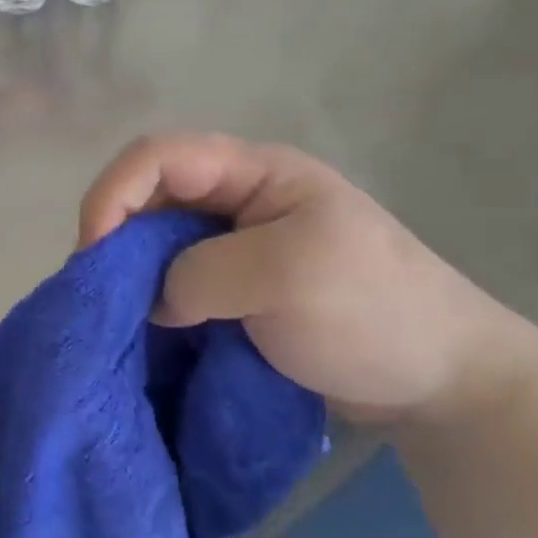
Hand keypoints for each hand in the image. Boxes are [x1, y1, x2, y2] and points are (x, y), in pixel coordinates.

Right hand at [80, 133, 537, 422]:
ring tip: (115, 314)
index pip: (159, 155)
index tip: (94, 252)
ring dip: (130, 272)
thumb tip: (153, 298)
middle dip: (115, 235)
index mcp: (255, 172)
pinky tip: (144, 328)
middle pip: (150, 194)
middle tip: (98, 292)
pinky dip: (152, 300)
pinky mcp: (235, 288)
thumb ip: (204, 274)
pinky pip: (175, 281)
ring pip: (157, 240)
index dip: (114, 192)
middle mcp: (237, 199)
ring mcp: (236, 245)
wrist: (443, 382)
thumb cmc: (375, 312)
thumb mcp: (290, 276)